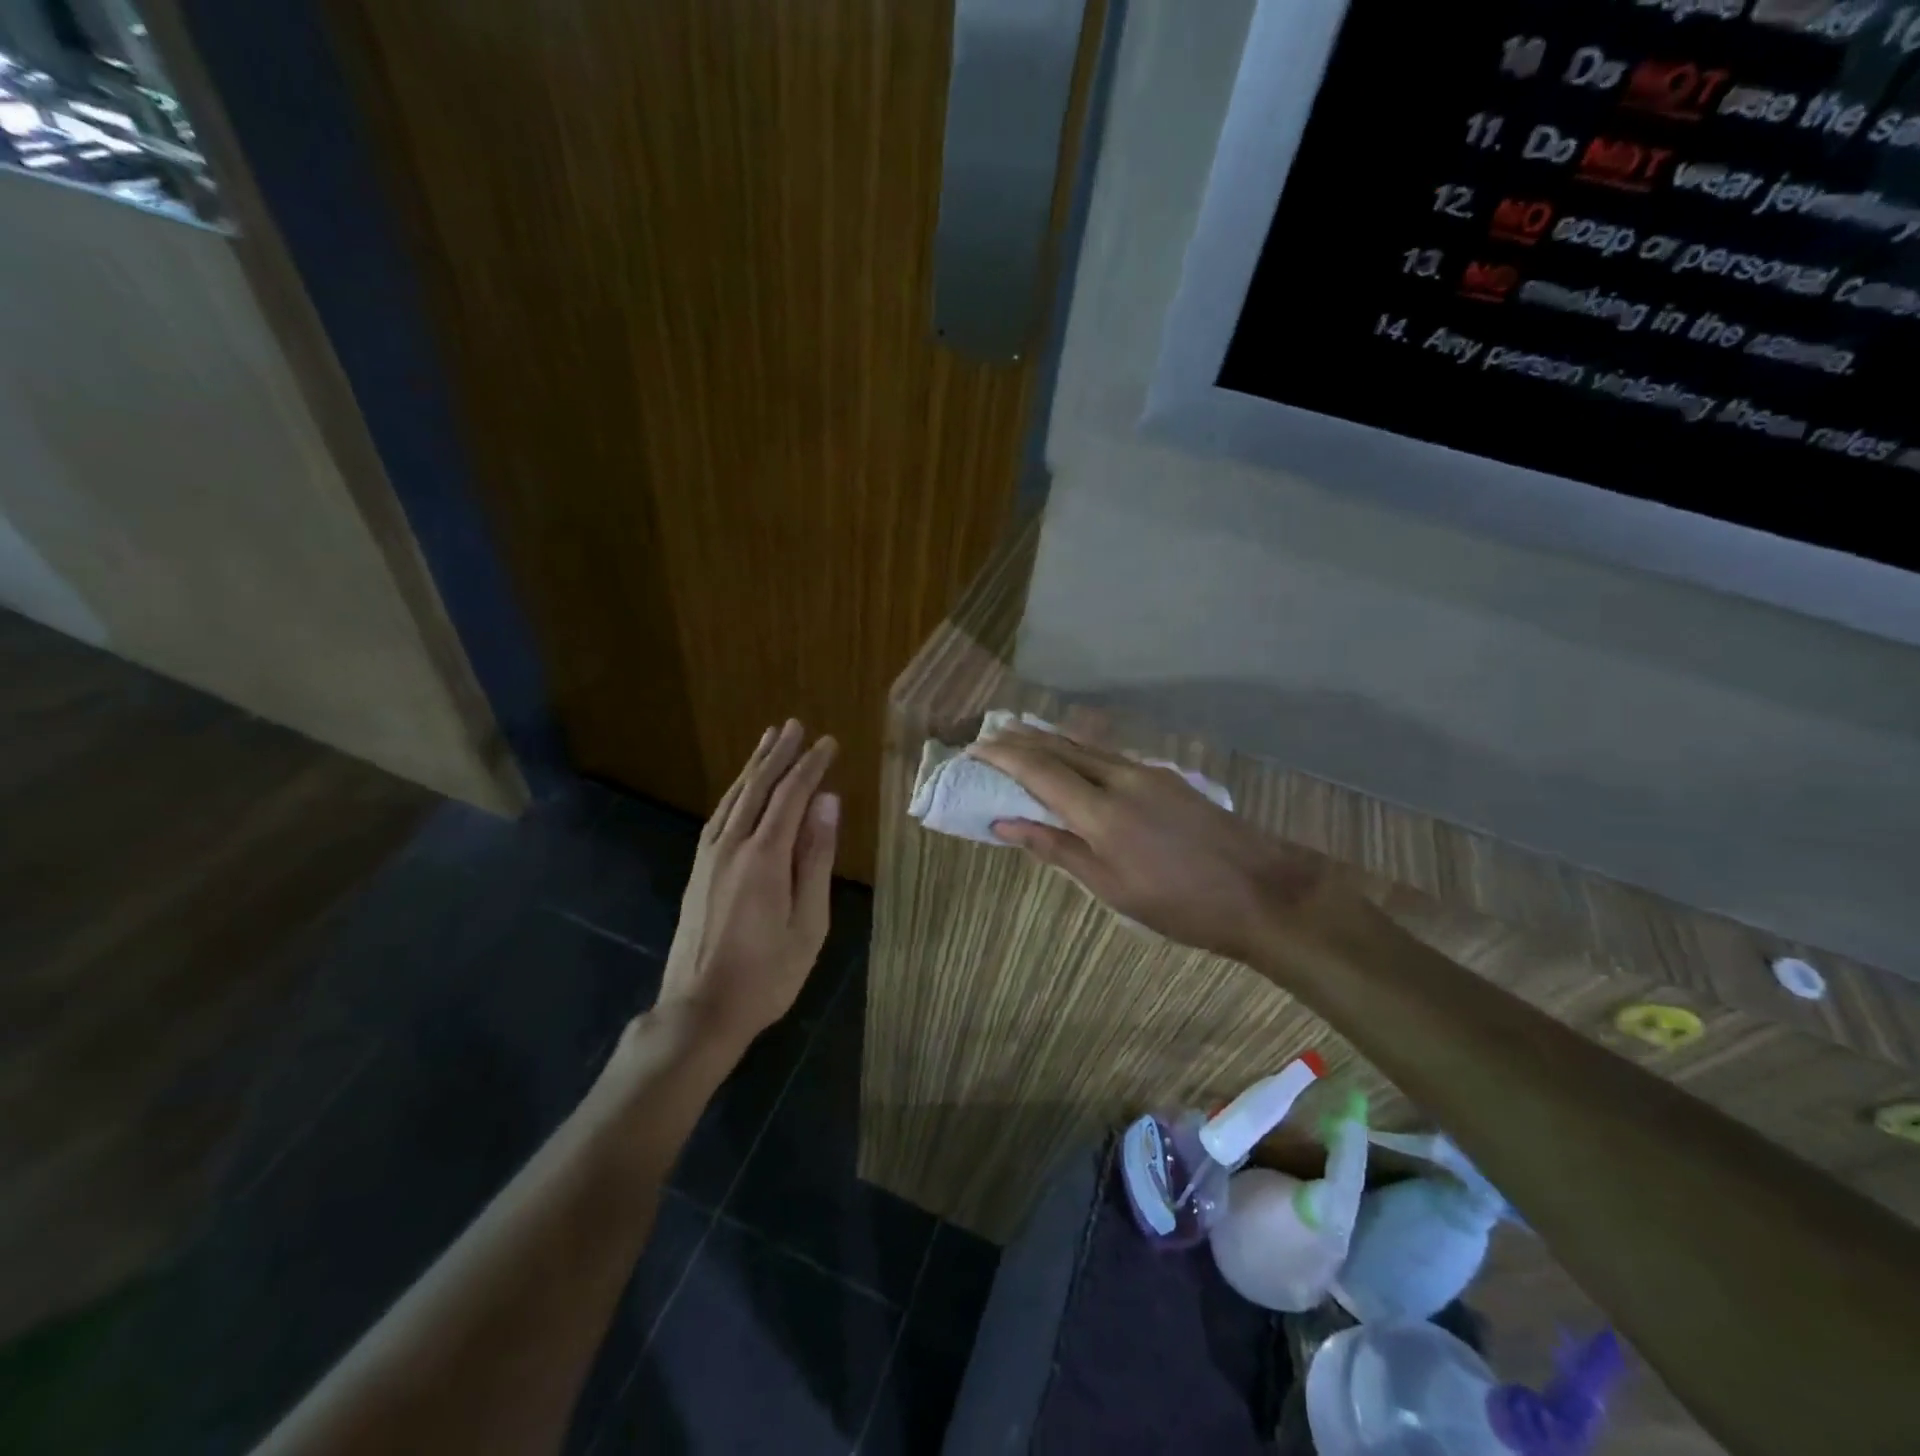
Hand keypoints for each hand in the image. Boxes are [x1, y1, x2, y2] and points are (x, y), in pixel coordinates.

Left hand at [654, 720, 838, 1048]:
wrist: (699, 1010)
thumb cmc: (767, 974)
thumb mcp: (808, 922)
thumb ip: (816, 858)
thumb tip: (829, 803)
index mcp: (764, 857)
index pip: (791, 796)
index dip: (811, 766)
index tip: (829, 742)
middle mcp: (732, 846)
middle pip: (757, 787)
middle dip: (778, 754)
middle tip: (795, 725)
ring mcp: (709, 857)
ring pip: (734, 798)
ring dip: (753, 767)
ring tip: (769, 741)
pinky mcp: (698, 870)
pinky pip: (719, 816)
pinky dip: (736, 792)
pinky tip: (742, 790)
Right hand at [968, 727, 1330, 962]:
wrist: (1263, 890)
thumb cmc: (1180, 903)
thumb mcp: (1111, 887)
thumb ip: (1057, 848)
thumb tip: (1006, 824)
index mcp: (1101, 810)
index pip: (1039, 770)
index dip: (1002, 757)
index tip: (973, 749)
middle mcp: (1121, 777)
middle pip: (1061, 747)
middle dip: (1021, 738)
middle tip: (989, 734)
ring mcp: (1147, 773)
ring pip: (1087, 747)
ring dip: (1050, 739)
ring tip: (1021, 734)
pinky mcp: (1166, 778)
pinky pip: (1109, 754)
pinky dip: (1079, 750)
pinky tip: (1074, 755)